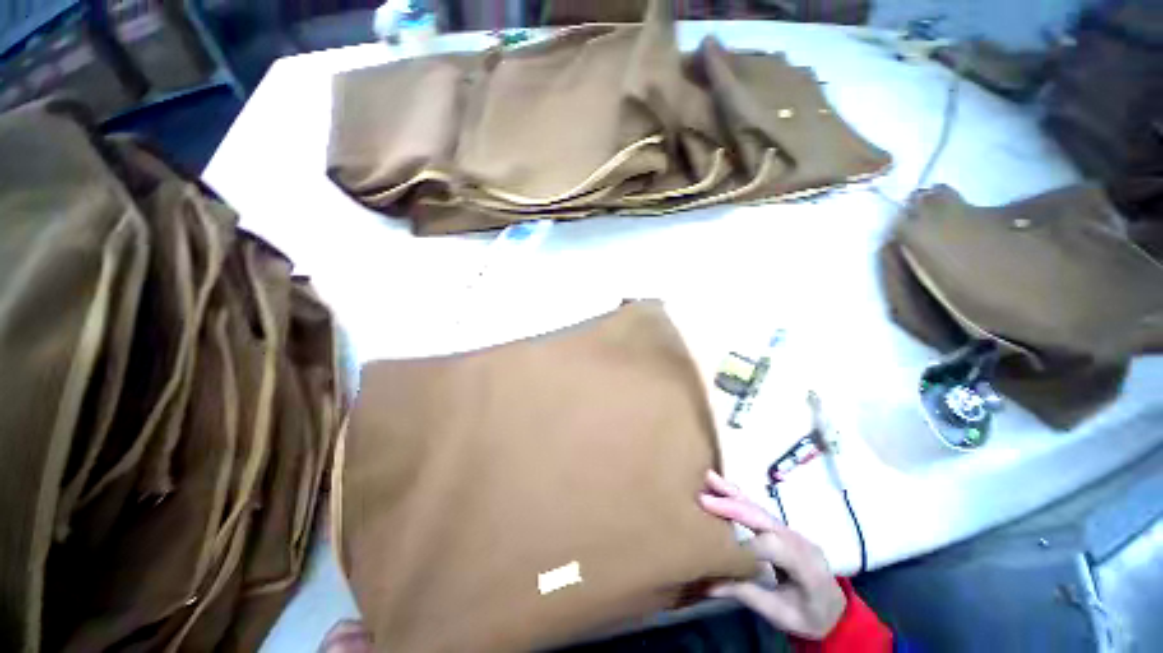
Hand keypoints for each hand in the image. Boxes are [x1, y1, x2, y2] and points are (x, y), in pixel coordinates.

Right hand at [699, 470, 845, 639]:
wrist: (834, 609)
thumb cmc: (809, 615)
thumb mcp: (781, 615)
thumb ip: (747, 595)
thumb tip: (707, 586)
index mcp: (806, 566)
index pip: (773, 546)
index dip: (746, 544)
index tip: (718, 549)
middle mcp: (798, 540)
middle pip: (763, 518)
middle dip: (732, 506)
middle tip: (703, 498)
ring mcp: (790, 530)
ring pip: (759, 508)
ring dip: (732, 493)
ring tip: (709, 477)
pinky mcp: (781, 527)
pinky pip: (758, 509)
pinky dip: (738, 496)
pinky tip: (722, 486)